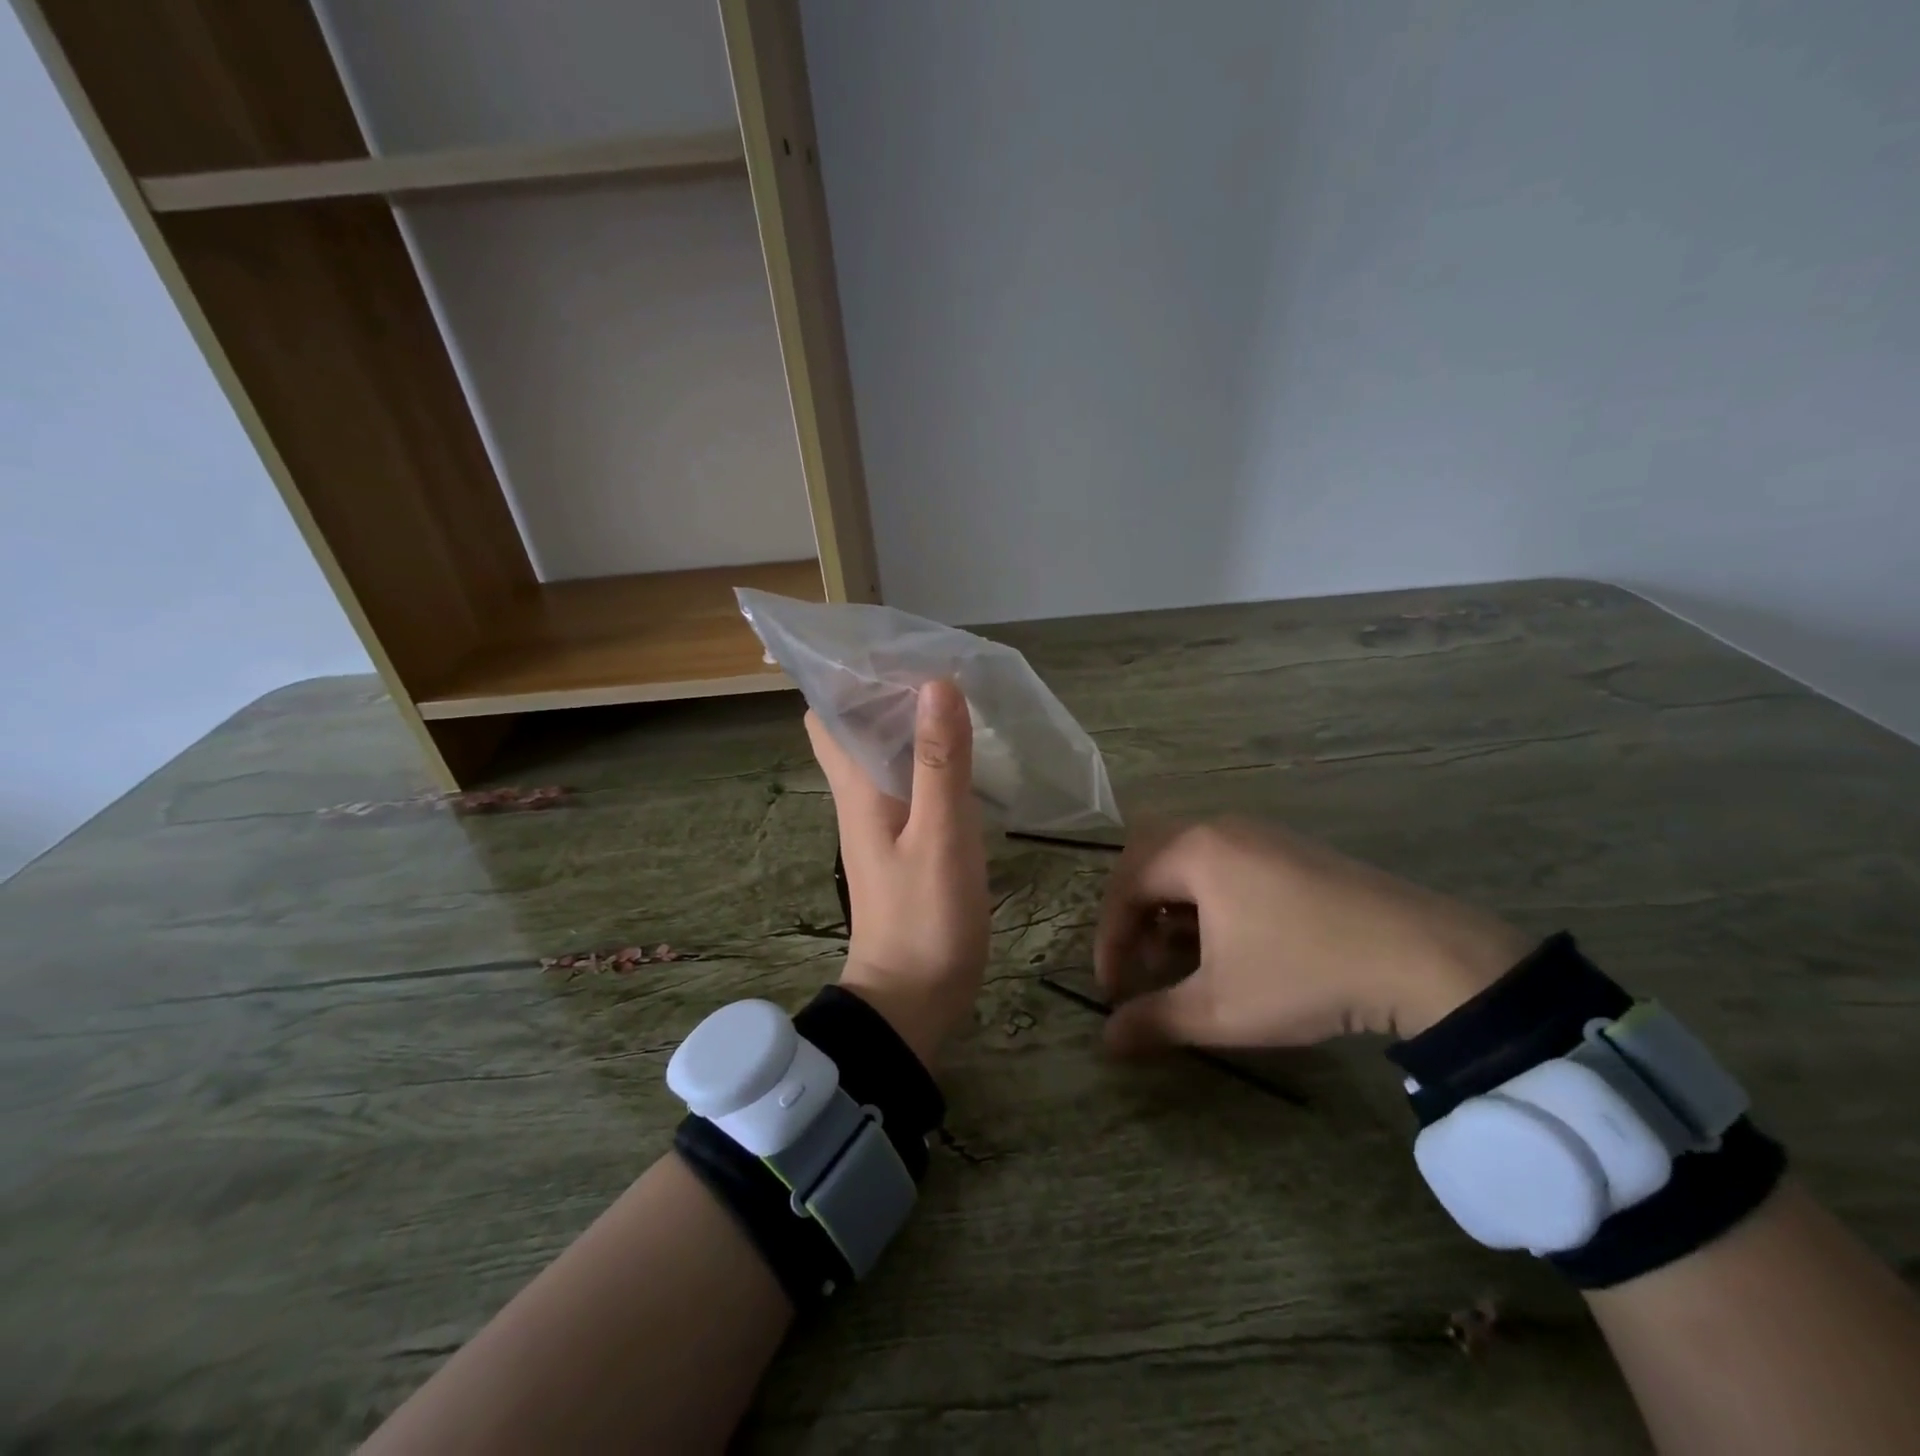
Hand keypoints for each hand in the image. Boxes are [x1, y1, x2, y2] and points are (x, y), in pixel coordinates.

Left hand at [805, 680, 989, 1066]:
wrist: (912, 999)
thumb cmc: (924, 919)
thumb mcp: (940, 837)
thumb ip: (940, 762)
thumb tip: (935, 684)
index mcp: (857, 785)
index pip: (828, 713)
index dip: (847, 675)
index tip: (890, 645)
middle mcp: (860, 793)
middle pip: (854, 726)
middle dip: (884, 689)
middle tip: (935, 662)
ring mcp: (881, 818)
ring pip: (884, 750)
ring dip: (910, 719)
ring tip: (957, 692)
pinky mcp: (904, 838)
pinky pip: (910, 778)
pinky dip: (930, 754)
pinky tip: (965, 750)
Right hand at [1094, 817, 1531, 1051]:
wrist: (1423, 957)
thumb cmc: (1303, 973)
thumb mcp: (1220, 1008)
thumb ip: (1155, 1021)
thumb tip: (1106, 1041)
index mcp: (1194, 851)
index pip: (1124, 887)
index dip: (1109, 940)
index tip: (1113, 989)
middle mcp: (1220, 828)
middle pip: (1149, 857)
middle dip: (1133, 910)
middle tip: (1138, 957)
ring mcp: (1261, 832)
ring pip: (1189, 858)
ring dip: (1171, 904)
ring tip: (1183, 956)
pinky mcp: (1293, 848)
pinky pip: (1226, 860)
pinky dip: (1208, 895)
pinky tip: (1230, 939)